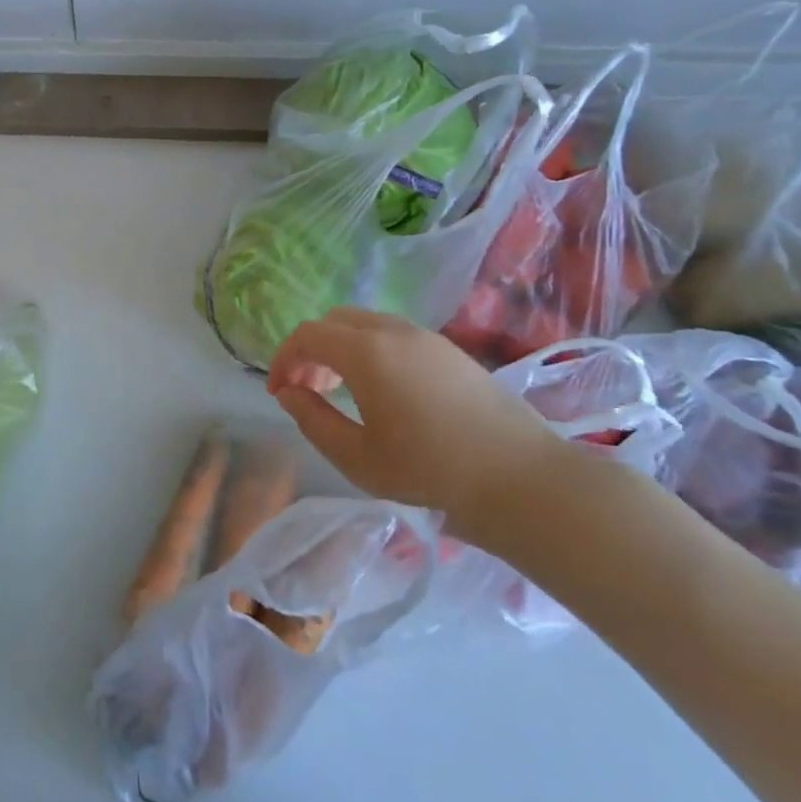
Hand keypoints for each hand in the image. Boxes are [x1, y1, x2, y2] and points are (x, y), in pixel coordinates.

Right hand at [266, 308, 572, 538]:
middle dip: (311, 350)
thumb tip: (289, 393)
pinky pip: (393, 334)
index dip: (283, 360)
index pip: (308, 335)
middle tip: (308, 390)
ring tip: (341, 392)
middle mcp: (394, 331)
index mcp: (366, 352)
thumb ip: (312, 420)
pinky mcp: (450, 350)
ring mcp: (426, 337)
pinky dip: (370, 350)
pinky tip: (382, 391)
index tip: (279, 393)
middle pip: (334, 321)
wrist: (521, 480)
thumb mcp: (357, 458)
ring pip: (366, 324)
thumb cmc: (430, 472)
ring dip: (341, 348)